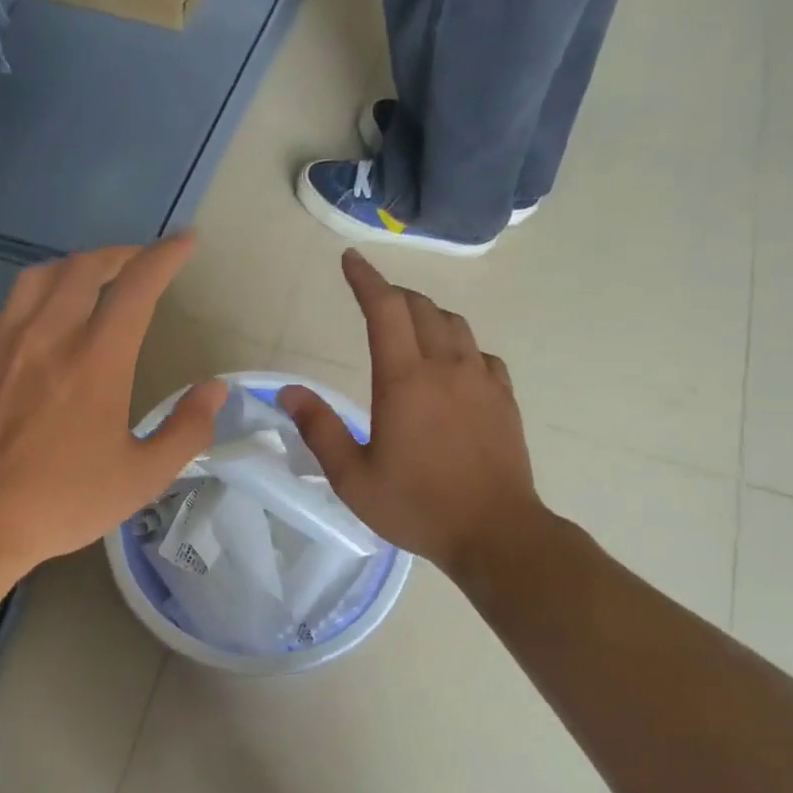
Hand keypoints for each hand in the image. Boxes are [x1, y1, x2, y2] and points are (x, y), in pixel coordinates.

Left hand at [0, 236, 225, 574]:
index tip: (185, 241)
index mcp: (97, 358)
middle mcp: (49, 335)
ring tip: (90, 280)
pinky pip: (1, 310)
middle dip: (120, 253)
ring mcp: (3, 343)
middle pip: (86, 266)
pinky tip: (32, 324)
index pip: (137, 285)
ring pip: (38, 277)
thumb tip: (214, 389)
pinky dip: (27, 303)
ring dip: (73, 268)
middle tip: (141, 262)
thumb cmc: (63, 501)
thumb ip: (186, 430)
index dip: (165, 256)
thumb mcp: (142, 477)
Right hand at [278, 250, 540, 572]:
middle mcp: (446, 367)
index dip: (366, 279)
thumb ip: (319, 429)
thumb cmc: (417, 506)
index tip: (350, 260)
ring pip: (455, 325)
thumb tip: (288, 392)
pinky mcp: (504, 398)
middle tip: (373, 297)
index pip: (384, 309)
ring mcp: (481, 380)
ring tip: (409, 324)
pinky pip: (481, 353)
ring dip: (427, 314)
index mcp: (404, 380)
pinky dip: (460, 346)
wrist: (496, 533)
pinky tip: (453, 365)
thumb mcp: (353, 478)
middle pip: (421, 308)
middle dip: (393, 293)